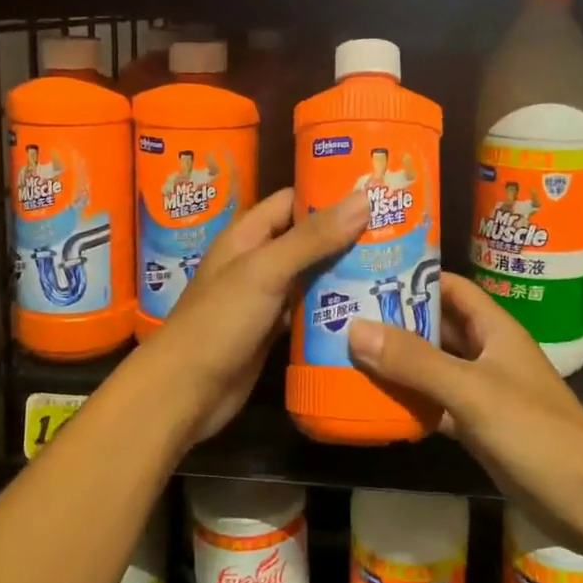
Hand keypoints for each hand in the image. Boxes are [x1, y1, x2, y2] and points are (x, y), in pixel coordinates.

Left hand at [142, 187, 368, 444]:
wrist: (185, 392)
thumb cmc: (220, 321)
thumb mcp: (266, 270)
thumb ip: (313, 237)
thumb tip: (364, 198)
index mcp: (247, 234)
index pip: (293, 200)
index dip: (330, 193)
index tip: (374, 190)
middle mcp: (257, 260)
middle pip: (307, 237)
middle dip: (346, 233)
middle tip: (397, 229)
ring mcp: (265, 296)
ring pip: (311, 274)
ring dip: (344, 270)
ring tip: (393, 262)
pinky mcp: (273, 329)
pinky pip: (308, 309)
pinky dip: (333, 306)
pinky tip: (369, 305)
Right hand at [347, 275, 582, 547]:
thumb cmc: (534, 432)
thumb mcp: (471, 391)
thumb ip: (415, 361)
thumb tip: (354, 328)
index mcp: (494, 329)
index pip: (450, 287)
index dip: (413, 277)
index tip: (368, 272)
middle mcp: (488, 353)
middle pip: (437, 326)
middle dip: (396, 320)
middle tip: (344, 315)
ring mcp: (484, 392)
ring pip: (434, 367)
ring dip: (399, 362)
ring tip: (348, 354)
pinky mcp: (479, 428)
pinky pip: (436, 404)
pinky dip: (410, 402)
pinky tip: (374, 403)